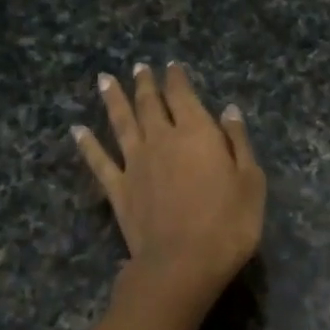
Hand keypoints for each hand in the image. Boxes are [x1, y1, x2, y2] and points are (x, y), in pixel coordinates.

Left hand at [74, 63, 265, 305]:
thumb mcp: (251, 181)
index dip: (177, 79)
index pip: (184, 96)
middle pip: (150, 104)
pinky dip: (87, 144)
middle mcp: (161, 140)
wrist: (183, 263)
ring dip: (113, 100)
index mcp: (197, 133)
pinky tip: (78, 131)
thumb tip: (229, 111)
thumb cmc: (228, 223)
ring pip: (121, 123)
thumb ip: (238, 142)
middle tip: (140, 67)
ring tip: (104, 80)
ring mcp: (135, 164)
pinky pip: (99, 161)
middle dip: (145, 84)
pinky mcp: (118, 190)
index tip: (171, 66)